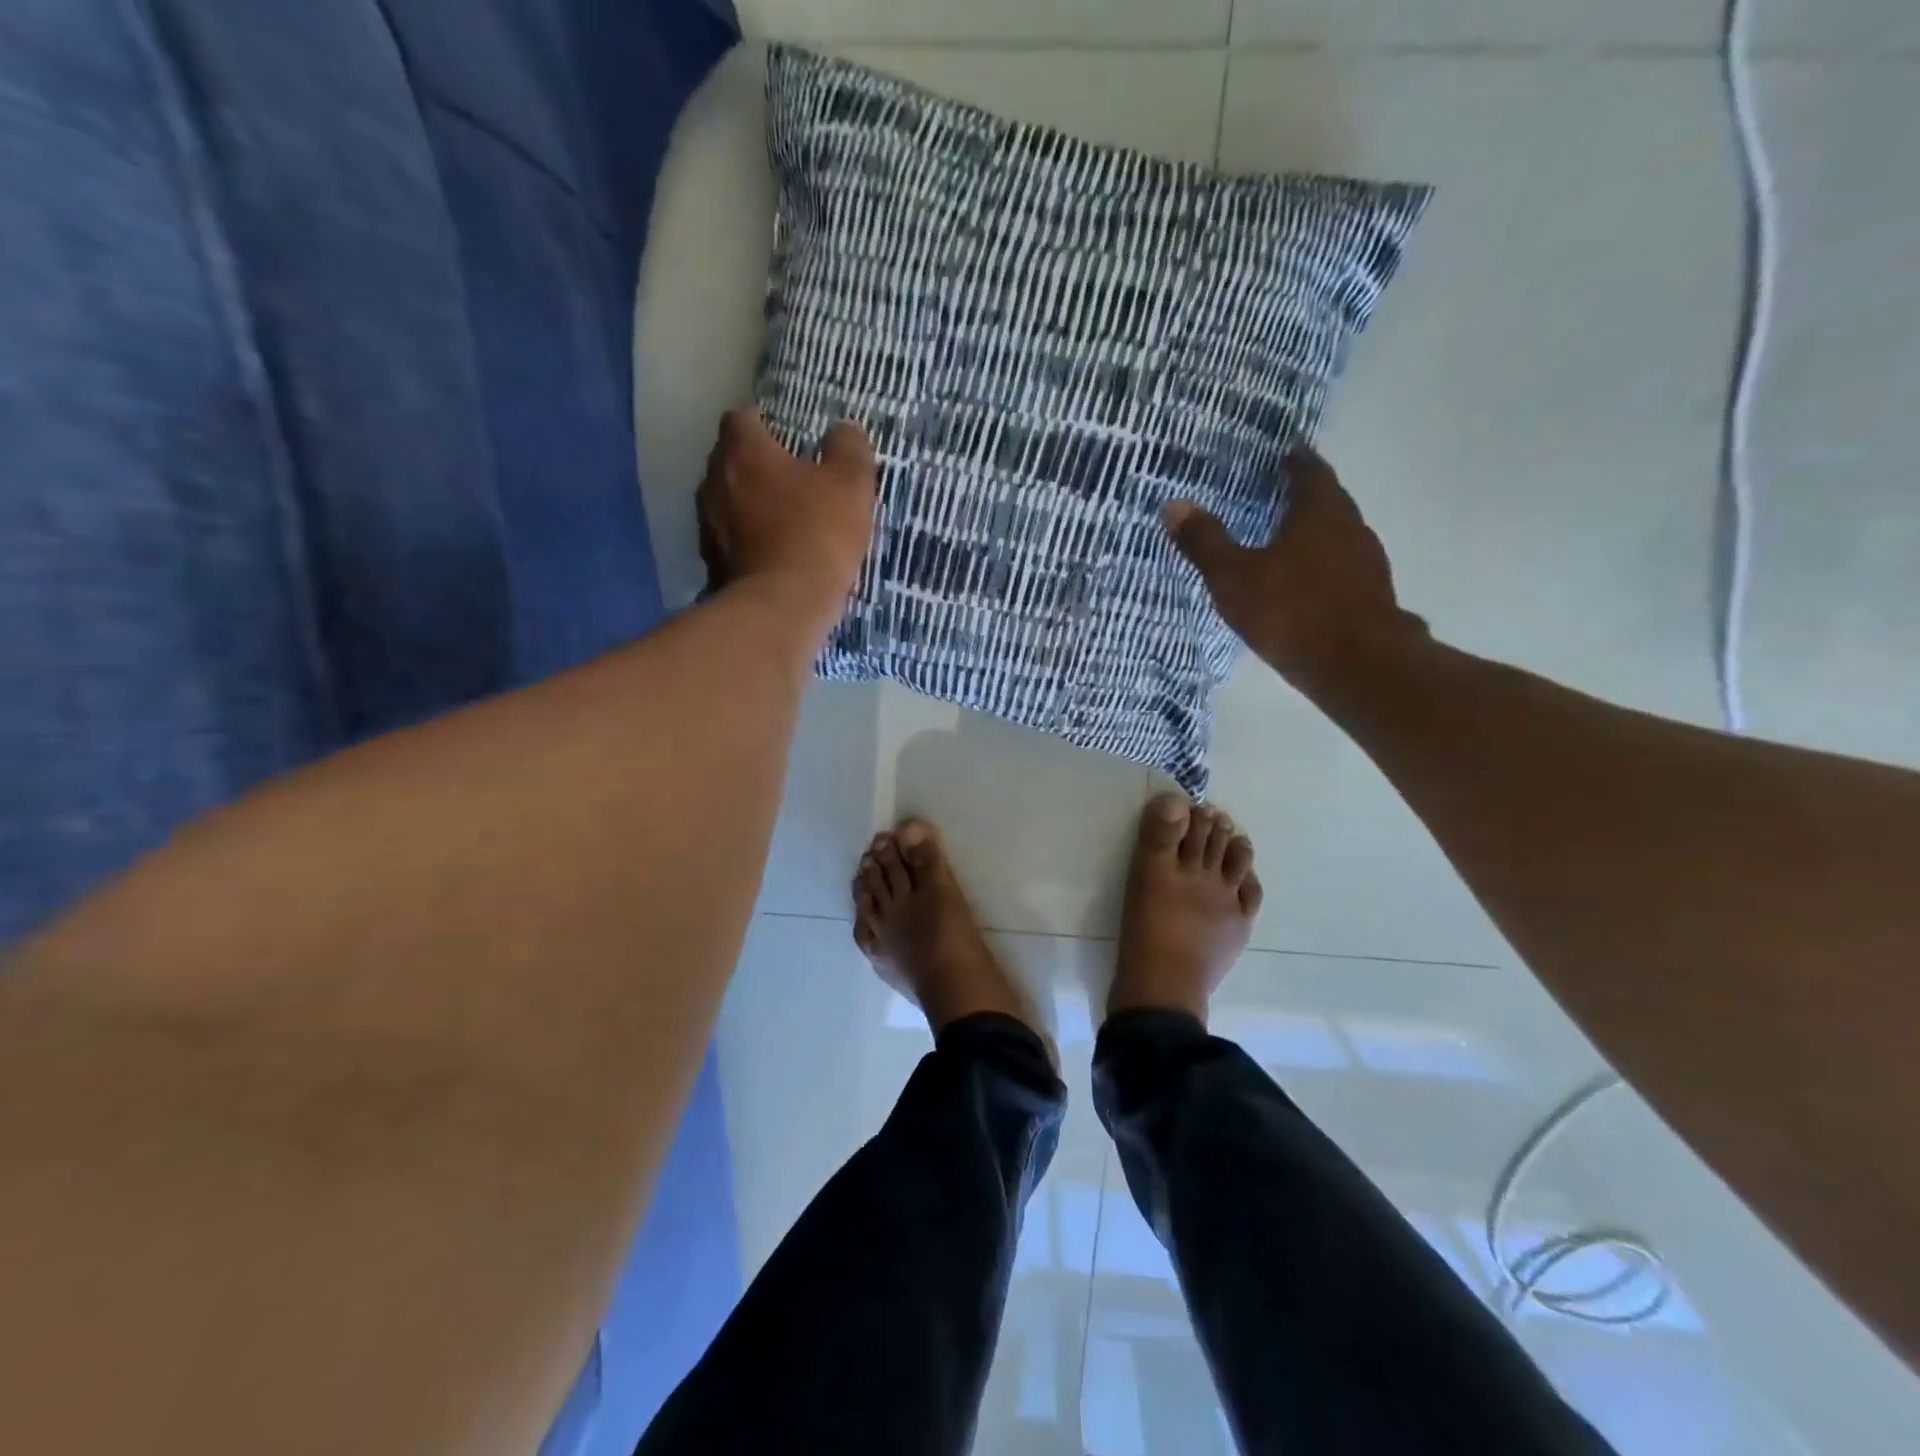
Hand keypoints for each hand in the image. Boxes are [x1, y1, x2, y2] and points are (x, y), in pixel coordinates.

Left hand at [697, 409, 877, 624]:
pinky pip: (729, 539)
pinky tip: (771, 554)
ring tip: (781, 519)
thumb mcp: (850, 485)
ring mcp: (707, 523)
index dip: (765, 425)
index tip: (787, 440)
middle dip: (756, 465)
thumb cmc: (817, 534)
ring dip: (749, 505)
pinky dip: (746, 540)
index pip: (742, 418)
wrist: (783, 606)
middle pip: (730, 459)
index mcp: (744, 451)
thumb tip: (845, 428)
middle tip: (790, 480)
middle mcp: (714, 480)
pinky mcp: (711, 562)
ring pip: (726, 501)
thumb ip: (849, 449)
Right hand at [1163, 447, 1426, 693]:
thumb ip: (1205, 542)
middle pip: (1328, 500)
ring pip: (1338, 535)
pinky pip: (1343, 567)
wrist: (1357, 664)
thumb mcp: (1233, 577)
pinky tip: (1304, 583)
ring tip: (1286, 538)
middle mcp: (1350, 527)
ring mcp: (1366, 562)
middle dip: (1304, 495)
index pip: (1310, 470)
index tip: (1284, 450)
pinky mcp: (1371, 595)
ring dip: (1316, 532)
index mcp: (1319, 511)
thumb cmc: (1291, 611)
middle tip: (1277, 493)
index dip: (1295, 458)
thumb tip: (1173, 504)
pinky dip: (1323, 565)